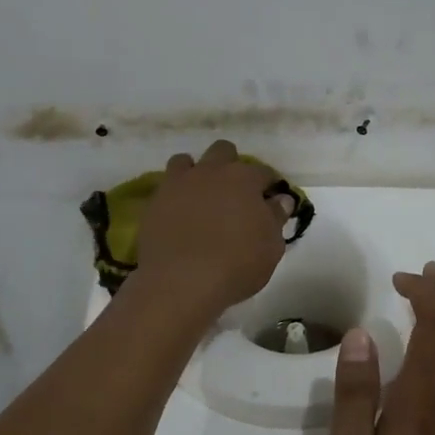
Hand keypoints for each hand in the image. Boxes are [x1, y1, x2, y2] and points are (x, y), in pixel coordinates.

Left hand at [134, 140, 294, 315]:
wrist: (181, 282)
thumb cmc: (236, 265)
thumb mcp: (271, 246)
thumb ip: (276, 218)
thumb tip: (280, 199)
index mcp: (243, 179)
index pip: (262, 172)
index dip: (267, 185)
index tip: (269, 200)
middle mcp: (210, 171)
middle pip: (222, 151)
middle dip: (230, 165)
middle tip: (234, 193)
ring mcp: (178, 184)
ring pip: (186, 161)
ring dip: (196, 173)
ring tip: (200, 198)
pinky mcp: (154, 201)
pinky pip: (165, 187)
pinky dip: (174, 195)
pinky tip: (179, 215)